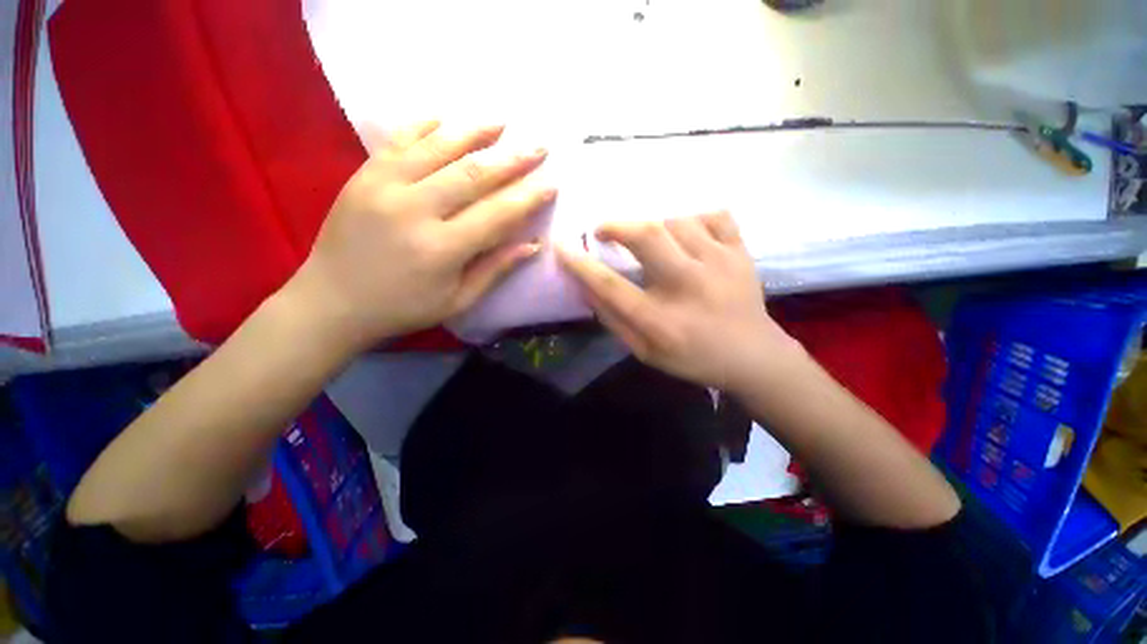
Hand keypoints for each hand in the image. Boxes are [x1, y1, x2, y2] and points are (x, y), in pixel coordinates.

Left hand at [286, 121, 555, 350]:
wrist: (332, 301)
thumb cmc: (403, 308)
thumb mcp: (457, 300)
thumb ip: (495, 269)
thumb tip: (532, 245)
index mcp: (442, 249)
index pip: (497, 214)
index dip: (528, 198)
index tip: (551, 183)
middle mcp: (414, 210)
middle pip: (473, 174)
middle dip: (511, 159)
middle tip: (538, 146)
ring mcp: (383, 186)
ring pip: (437, 148)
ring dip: (473, 132)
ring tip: (500, 122)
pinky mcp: (363, 176)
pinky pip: (398, 140)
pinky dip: (424, 126)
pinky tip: (446, 118)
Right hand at [557, 213, 800, 391]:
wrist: (754, 357)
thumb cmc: (694, 359)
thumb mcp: (646, 353)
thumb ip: (615, 321)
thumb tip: (588, 288)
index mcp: (661, 319)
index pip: (610, 285)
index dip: (580, 265)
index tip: (562, 247)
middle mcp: (689, 285)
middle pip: (647, 236)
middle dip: (616, 225)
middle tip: (604, 230)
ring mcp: (720, 263)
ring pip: (677, 220)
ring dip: (654, 227)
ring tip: (652, 242)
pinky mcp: (741, 252)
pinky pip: (714, 215)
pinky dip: (694, 219)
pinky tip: (689, 236)